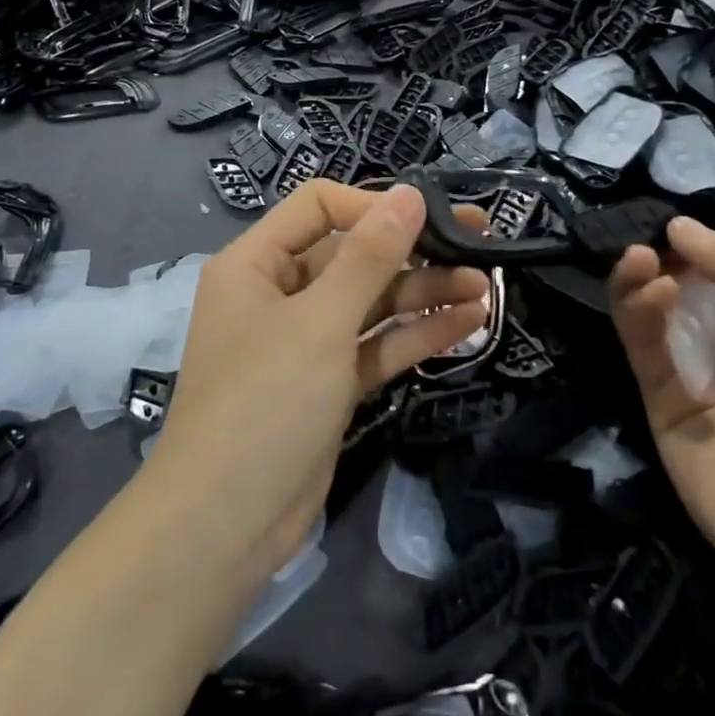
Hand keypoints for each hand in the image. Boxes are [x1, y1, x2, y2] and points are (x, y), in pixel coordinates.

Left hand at [146, 181, 489, 580]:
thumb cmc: (265, 401)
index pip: (318, 208)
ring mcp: (305, 343)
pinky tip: (467, 324)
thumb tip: (409, 193)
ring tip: (487, 289)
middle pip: (352, 256)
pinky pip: (375, 346)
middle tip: (481, 246)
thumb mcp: (319, 321)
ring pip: (371, 303)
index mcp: (256, 264)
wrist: (227, 521)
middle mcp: (278, 294)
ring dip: (425, 295)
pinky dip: (415, 336)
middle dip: (414, 252)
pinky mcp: (328, 384)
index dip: (373, 207)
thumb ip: (369, 257)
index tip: (430, 219)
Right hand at [609, 217, 714, 611]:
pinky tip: (650, 290)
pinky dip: (641, 320)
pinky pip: (646, 357)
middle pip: (688, 302)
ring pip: (658, 325)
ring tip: (637, 260)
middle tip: (649, 246)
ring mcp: (696, 387)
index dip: (703, 256)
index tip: (677, 232)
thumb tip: (680, 225)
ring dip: (645, 287)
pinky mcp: (661, 411)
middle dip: (668, 268)